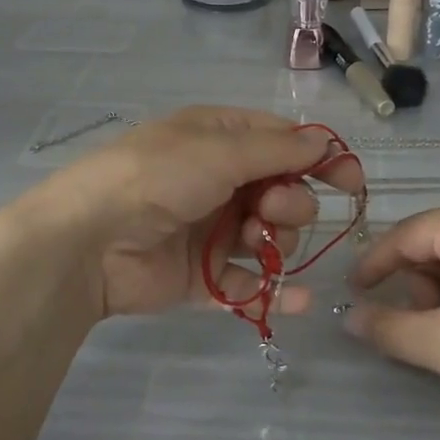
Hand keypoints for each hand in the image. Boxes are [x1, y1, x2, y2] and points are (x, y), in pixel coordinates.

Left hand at [34, 106, 365, 319]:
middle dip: (290, 201)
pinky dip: (273, 292)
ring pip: (271, 237)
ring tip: (253, 241)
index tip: (351, 182)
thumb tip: (325, 143)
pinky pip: (249, 285)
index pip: (282, 142)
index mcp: (218, 139)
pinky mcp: (202, 277)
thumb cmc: (156, 178)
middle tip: (271, 209)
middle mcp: (218, 181)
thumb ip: (277, 150)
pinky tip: (299, 300)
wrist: (88, 241)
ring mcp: (211, 230)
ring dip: (277, 239)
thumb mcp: (218, 150)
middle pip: (282, 191)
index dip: (319, 159)